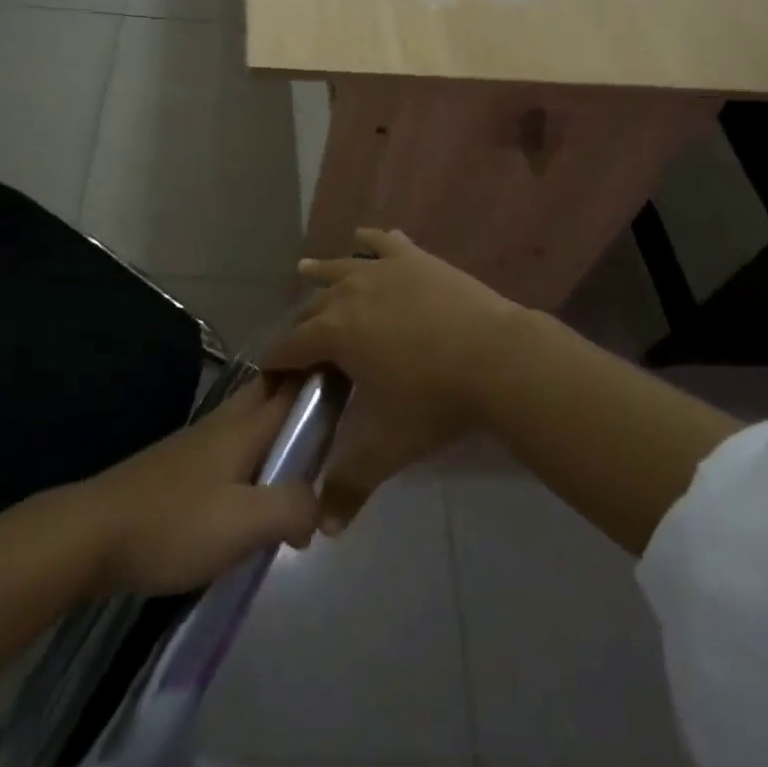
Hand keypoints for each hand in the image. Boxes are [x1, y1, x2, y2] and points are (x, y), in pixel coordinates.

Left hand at [80, 378, 318, 596]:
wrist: (93, 534)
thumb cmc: (172, 523)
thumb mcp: (242, 524)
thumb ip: (290, 507)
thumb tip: (319, 503)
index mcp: (243, 427)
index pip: (292, 387)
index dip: (323, 375)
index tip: (356, 373)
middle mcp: (224, 424)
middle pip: (270, 393)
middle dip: (302, 394)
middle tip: (341, 412)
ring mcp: (199, 443)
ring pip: (252, 420)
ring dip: (281, 425)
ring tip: (310, 452)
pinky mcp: (182, 468)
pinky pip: (234, 447)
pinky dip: (257, 453)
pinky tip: (260, 486)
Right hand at [265, 229, 522, 533]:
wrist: (496, 357)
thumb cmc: (434, 400)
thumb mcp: (387, 447)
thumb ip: (349, 485)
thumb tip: (322, 530)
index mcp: (333, 332)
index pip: (287, 347)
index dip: (274, 364)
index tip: (271, 379)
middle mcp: (348, 292)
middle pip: (311, 308)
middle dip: (300, 328)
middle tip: (303, 349)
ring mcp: (383, 269)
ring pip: (340, 266)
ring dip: (320, 272)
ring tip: (305, 271)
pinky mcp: (414, 258)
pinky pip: (385, 242)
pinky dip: (371, 240)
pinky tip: (366, 235)